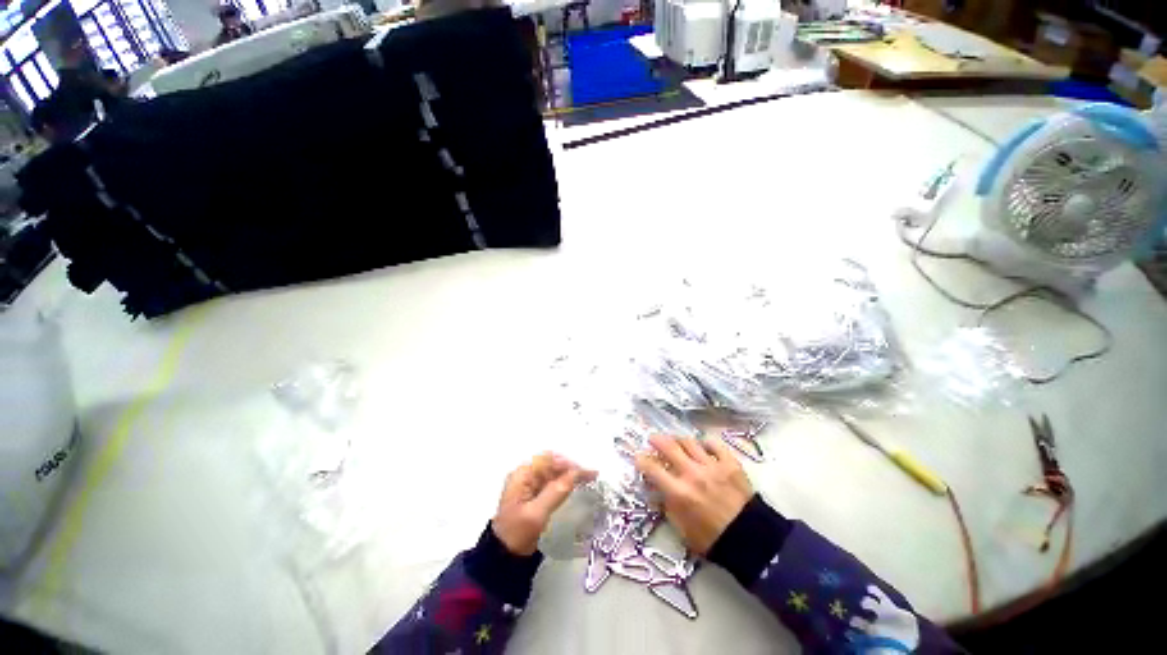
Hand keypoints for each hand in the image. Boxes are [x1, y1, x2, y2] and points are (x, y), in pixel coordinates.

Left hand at [492, 452, 596, 555]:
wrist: (503, 558)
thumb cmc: (517, 533)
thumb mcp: (537, 513)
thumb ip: (556, 491)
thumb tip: (576, 473)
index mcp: (522, 474)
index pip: (548, 459)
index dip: (567, 462)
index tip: (585, 471)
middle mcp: (525, 475)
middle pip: (552, 464)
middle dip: (571, 467)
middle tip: (590, 475)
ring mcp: (529, 486)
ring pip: (554, 473)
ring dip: (570, 474)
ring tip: (588, 478)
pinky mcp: (534, 496)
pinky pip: (552, 483)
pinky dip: (565, 482)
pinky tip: (576, 486)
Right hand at [634, 435, 752, 555]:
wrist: (751, 541)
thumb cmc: (712, 539)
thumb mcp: (682, 529)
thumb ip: (667, 506)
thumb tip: (656, 490)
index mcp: (678, 492)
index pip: (652, 469)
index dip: (641, 461)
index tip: (638, 458)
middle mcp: (692, 474)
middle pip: (668, 447)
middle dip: (656, 440)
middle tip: (652, 440)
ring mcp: (712, 466)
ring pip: (689, 442)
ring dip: (678, 440)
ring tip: (675, 441)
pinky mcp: (729, 463)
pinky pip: (714, 444)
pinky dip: (705, 443)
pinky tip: (702, 446)